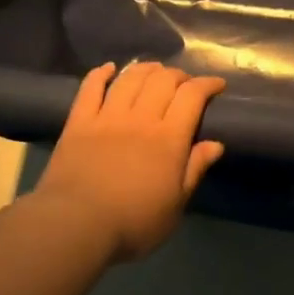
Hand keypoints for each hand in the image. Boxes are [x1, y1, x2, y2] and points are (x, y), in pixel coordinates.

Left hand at [34, 62, 225, 260]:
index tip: (217, 84)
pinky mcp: (78, 122)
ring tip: (154, 70)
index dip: (207, 84)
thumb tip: (216, 144)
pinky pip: (90, 88)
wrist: (76, 225)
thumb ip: (194, 170)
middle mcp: (140, 118)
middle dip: (178, 75)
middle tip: (185, 82)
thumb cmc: (133, 222)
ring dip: (146, 69)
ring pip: (130, 79)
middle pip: (163, 80)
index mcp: (169, 138)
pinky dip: (101, 73)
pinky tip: (109, 69)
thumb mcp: (175, 205)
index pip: (192, 96)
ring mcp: (107, 117)